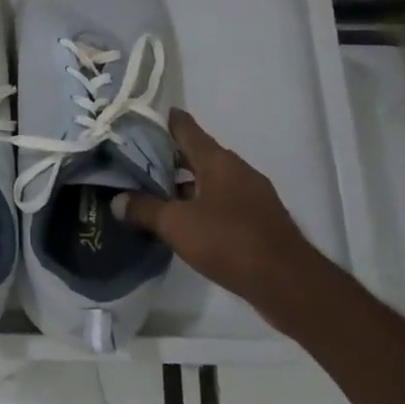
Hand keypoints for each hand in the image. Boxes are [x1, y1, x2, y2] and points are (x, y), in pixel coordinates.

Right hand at [113, 109, 317, 300]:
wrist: (288, 283)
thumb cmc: (230, 241)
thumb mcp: (177, 225)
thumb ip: (144, 209)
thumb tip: (117, 200)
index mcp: (218, 161)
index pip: (185, 128)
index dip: (160, 121)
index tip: (135, 120)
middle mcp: (236, 170)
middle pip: (196, 153)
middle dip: (166, 155)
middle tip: (132, 159)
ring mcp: (251, 195)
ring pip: (208, 178)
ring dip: (182, 182)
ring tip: (150, 190)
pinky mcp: (257, 218)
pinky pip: (220, 199)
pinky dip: (198, 202)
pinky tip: (180, 218)